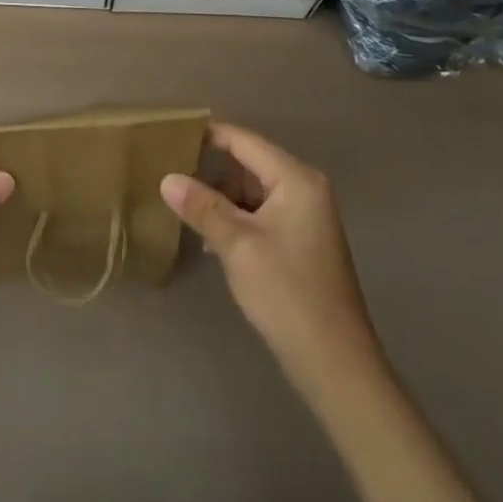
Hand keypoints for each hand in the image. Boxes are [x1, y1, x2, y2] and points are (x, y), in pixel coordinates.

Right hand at [161, 122, 381, 394]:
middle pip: (248, 163)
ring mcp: (305, 216)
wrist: (336, 365)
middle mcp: (305, 189)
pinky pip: (261, 213)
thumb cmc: (287, 294)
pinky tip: (210, 238)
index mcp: (296, 180)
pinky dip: (236, 219)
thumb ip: (202, 206)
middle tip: (169, 174)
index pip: (243, 141)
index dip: (206, 136)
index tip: (169, 137)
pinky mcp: (300, 242)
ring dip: (221, 199)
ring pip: (252, 191)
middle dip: (211, 170)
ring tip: (183, 207)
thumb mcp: (237, 245)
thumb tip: (166, 178)